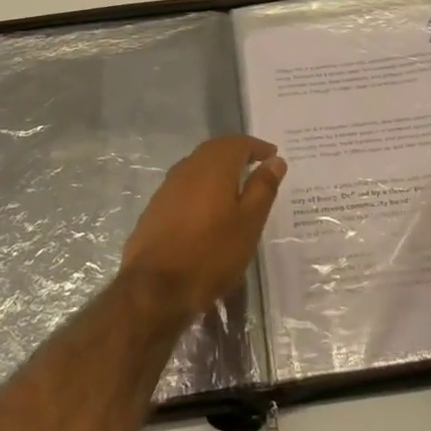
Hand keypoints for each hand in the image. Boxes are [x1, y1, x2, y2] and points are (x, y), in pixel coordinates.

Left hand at [121, 135, 286, 321]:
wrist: (154, 288)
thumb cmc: (211, 253)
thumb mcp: (249, 222)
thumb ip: (263, 187)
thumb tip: (275, 160)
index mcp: (213, 166)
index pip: (238, 143)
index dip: (257, 147)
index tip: (272, 156)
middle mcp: (188, 168)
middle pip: (215, 150)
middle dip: (236, 153)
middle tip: (256, 165)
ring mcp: (167, 188)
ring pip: (197, 166)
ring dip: (217, 169)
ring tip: (235, 187)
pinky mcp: (155, 208)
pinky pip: (184, 185)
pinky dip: (202, 186)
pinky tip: (208, 208)